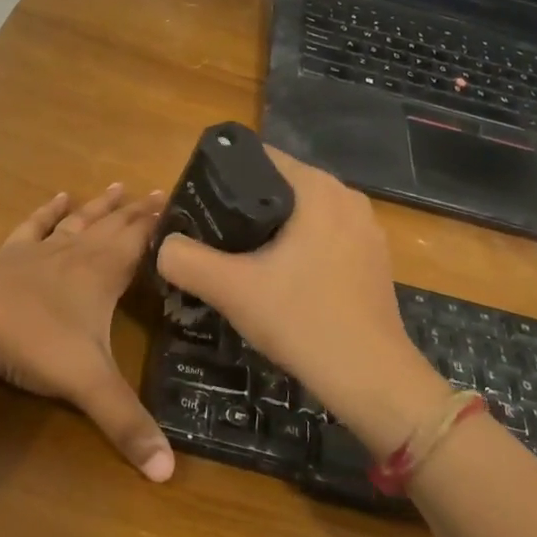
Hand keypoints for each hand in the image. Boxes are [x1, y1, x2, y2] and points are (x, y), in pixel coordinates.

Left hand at [0, 183, 174, 480]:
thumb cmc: (34, 344)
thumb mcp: (88, 385)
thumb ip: (127, 425)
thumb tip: (169, 473)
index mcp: (102, 274)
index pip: (139, 241)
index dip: (158, 224)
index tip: (176, 201)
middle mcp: (76, 254)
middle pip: (112, 226)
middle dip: (136, 212)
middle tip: (156, 192)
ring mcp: (40, 252)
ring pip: (78, 222)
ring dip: (99, 206)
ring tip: (116, 187)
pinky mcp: (9, 256)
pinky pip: (34, 227)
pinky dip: (48, 211)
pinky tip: (57, 197)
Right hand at [155, 148, 445, 453]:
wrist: (372, 379)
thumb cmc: (303, 321)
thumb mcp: (232, 290)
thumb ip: (186, 260)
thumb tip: (164, 246)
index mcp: (319, 189)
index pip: (261, 157)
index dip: (223, 175)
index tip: (197, 204)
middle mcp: (348, 198)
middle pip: (280, 187)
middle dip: (243, 206)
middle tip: (209, 235)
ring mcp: (366, 230)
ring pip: (303, 216)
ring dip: (271, 231)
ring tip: (237, 258)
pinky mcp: (372, 260)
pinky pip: (324, 239)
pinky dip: (298, 249)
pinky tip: (278, 280)